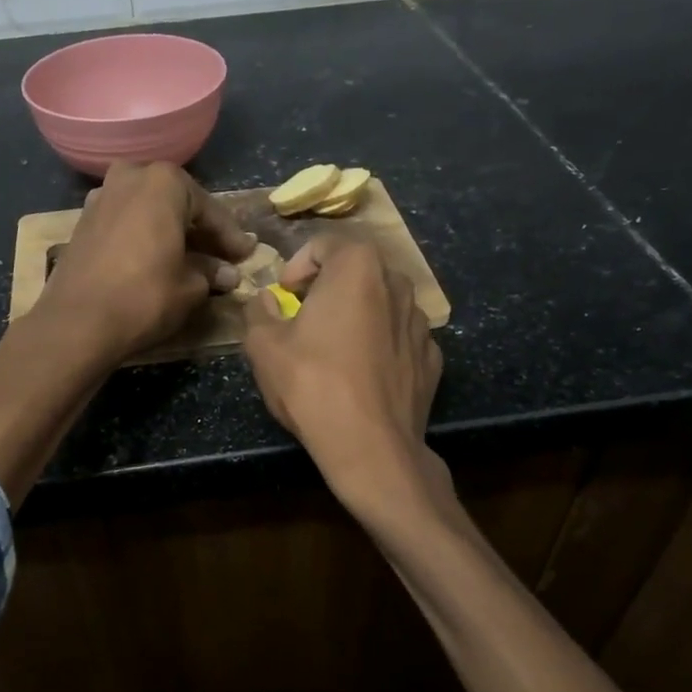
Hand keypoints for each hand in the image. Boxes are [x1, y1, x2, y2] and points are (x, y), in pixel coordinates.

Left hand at [35, 161, 256, 366]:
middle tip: (221, 255)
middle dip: (199, 230)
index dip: (230, 236)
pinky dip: (144, 237)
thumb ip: (211, 272)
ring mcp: (101, 197)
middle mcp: (130, 177)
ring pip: (148, 211)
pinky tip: (156, 261)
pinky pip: (126, 223)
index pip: (209, 209)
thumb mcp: (190, 287)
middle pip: (176, 203)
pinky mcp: (83, 223)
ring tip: (189, 259)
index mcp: (163, 182)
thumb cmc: (145, 296)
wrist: (77, 323)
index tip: (246, 254)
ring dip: (170, 232)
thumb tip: (227, 273)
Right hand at [241, 236, 444, 511]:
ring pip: (382, 303)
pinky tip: (362, 374)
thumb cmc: (312, 385)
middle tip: (304, 316)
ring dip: (357, 313)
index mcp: (357, 267)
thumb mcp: (263, 346)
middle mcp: (397, 283)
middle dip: (328, 286)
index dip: (297, 265)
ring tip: (334, 347)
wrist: (371, 448)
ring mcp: (421, 322)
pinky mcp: (432, 357)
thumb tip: (266, 300)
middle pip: (357, 270)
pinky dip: (380, 343)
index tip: (283, 294)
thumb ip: (259, 311)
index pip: (324, 244)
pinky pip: (398, 337)